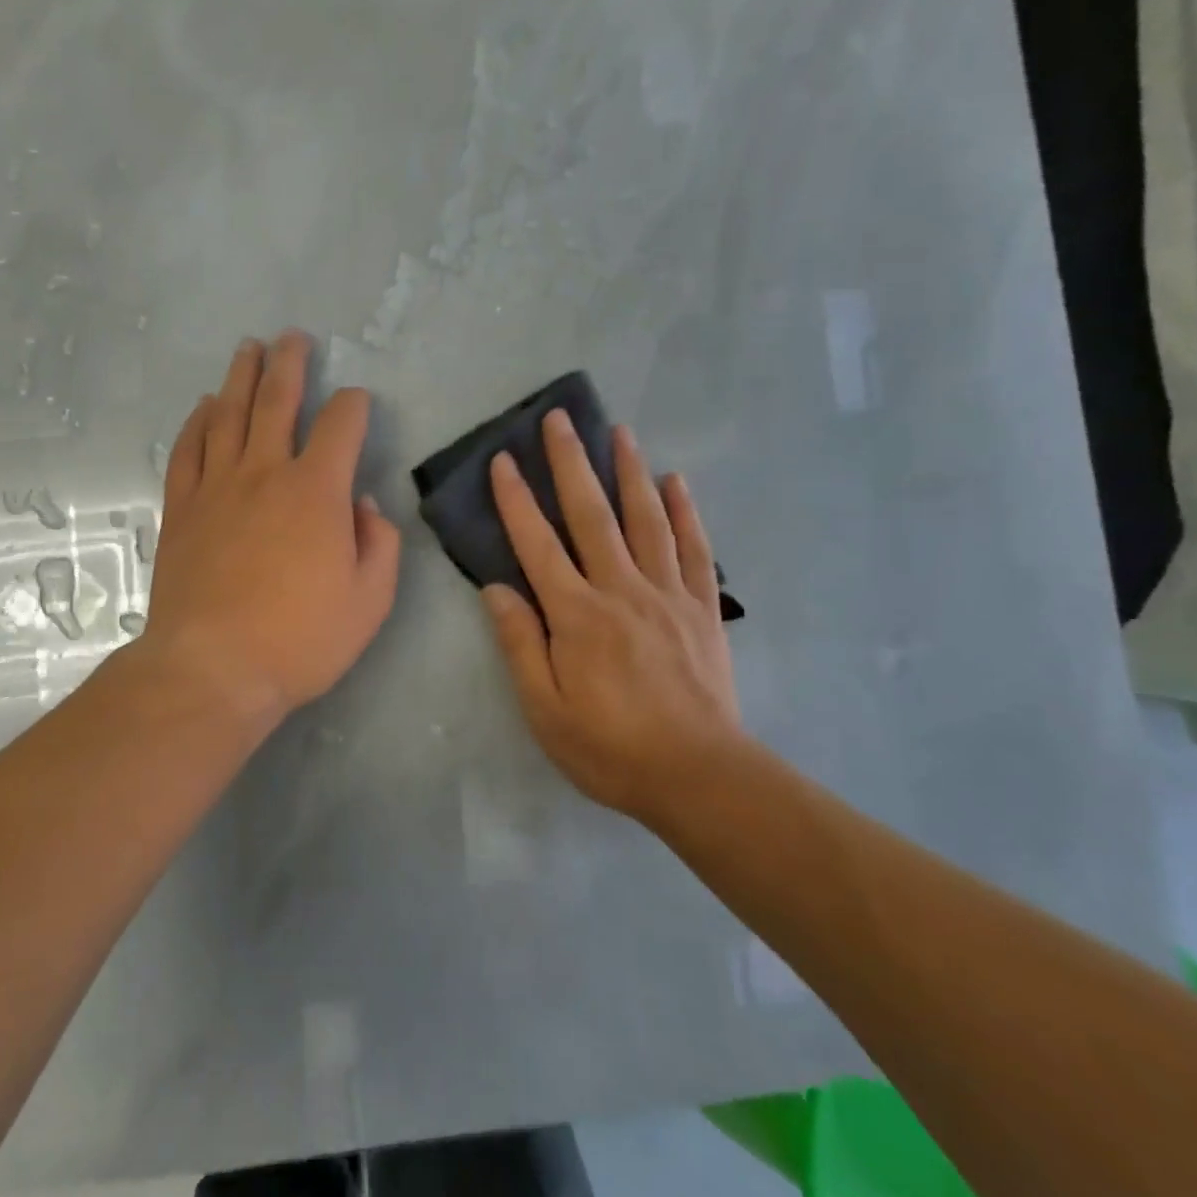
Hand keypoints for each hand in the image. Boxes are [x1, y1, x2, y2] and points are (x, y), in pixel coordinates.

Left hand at [140, 331, 400, 726]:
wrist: (213, 668)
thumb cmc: (300, 639)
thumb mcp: (370, 600)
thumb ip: (378, 543)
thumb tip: (361, 504)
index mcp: (316, 491)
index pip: (341, 425)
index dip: (354, 404)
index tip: (357, 403)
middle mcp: (265, 472)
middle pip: (277, 400)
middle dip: (289, 363)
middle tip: (292, 337)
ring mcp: (217, 486)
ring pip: (228, 414)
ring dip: (240, 376)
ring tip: (248, 349)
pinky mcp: (182, 508)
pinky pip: (189, 450)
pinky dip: (197, 421)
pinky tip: (204, 406)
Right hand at [482, 411, 744, 822]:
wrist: (700, 777)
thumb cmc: (610, 748)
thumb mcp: (545, 710)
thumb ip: (520, 644)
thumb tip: (495, 588)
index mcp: (576, 614)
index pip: (537, 544)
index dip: (516, 500)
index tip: (503, 460)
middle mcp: (620, 589)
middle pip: (592, 514)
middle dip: (571, 463)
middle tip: (560, 419)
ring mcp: (666, 593)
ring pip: (645, 519)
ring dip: (629, 471)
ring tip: (619, 431)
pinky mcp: (700, 607)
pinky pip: (693, 548)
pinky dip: (684, 511)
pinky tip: (676, 481)